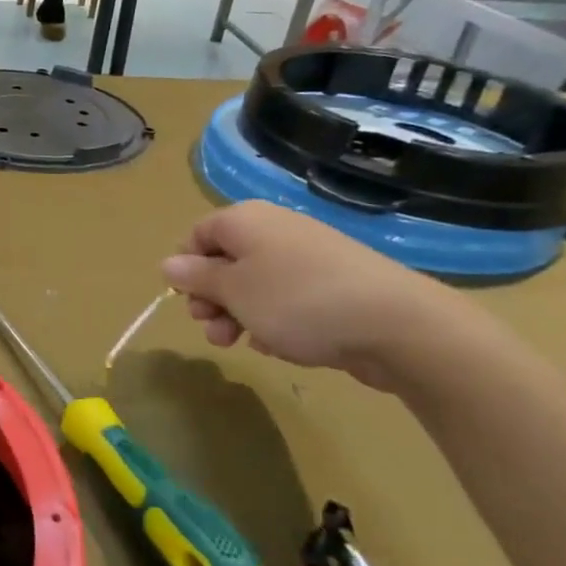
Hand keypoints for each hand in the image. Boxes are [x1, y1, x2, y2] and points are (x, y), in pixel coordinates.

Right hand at [161, 201, 471, 391]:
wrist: (397, 325)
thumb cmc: (296, 300)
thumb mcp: (232, 291)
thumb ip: (196, 277)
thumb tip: (168, 264)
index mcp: (245, 221)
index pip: (197, 235)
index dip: (186, 269)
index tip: (189, 302)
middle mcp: (274, 230)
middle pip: (224, 261)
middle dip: (211, 299)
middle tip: (213, 330)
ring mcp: (307, 256)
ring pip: (254, 284)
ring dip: (238, 315)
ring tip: (242, 344)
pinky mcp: (332, 285)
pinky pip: (286, 298)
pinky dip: (274, 320)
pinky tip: (280, 345)